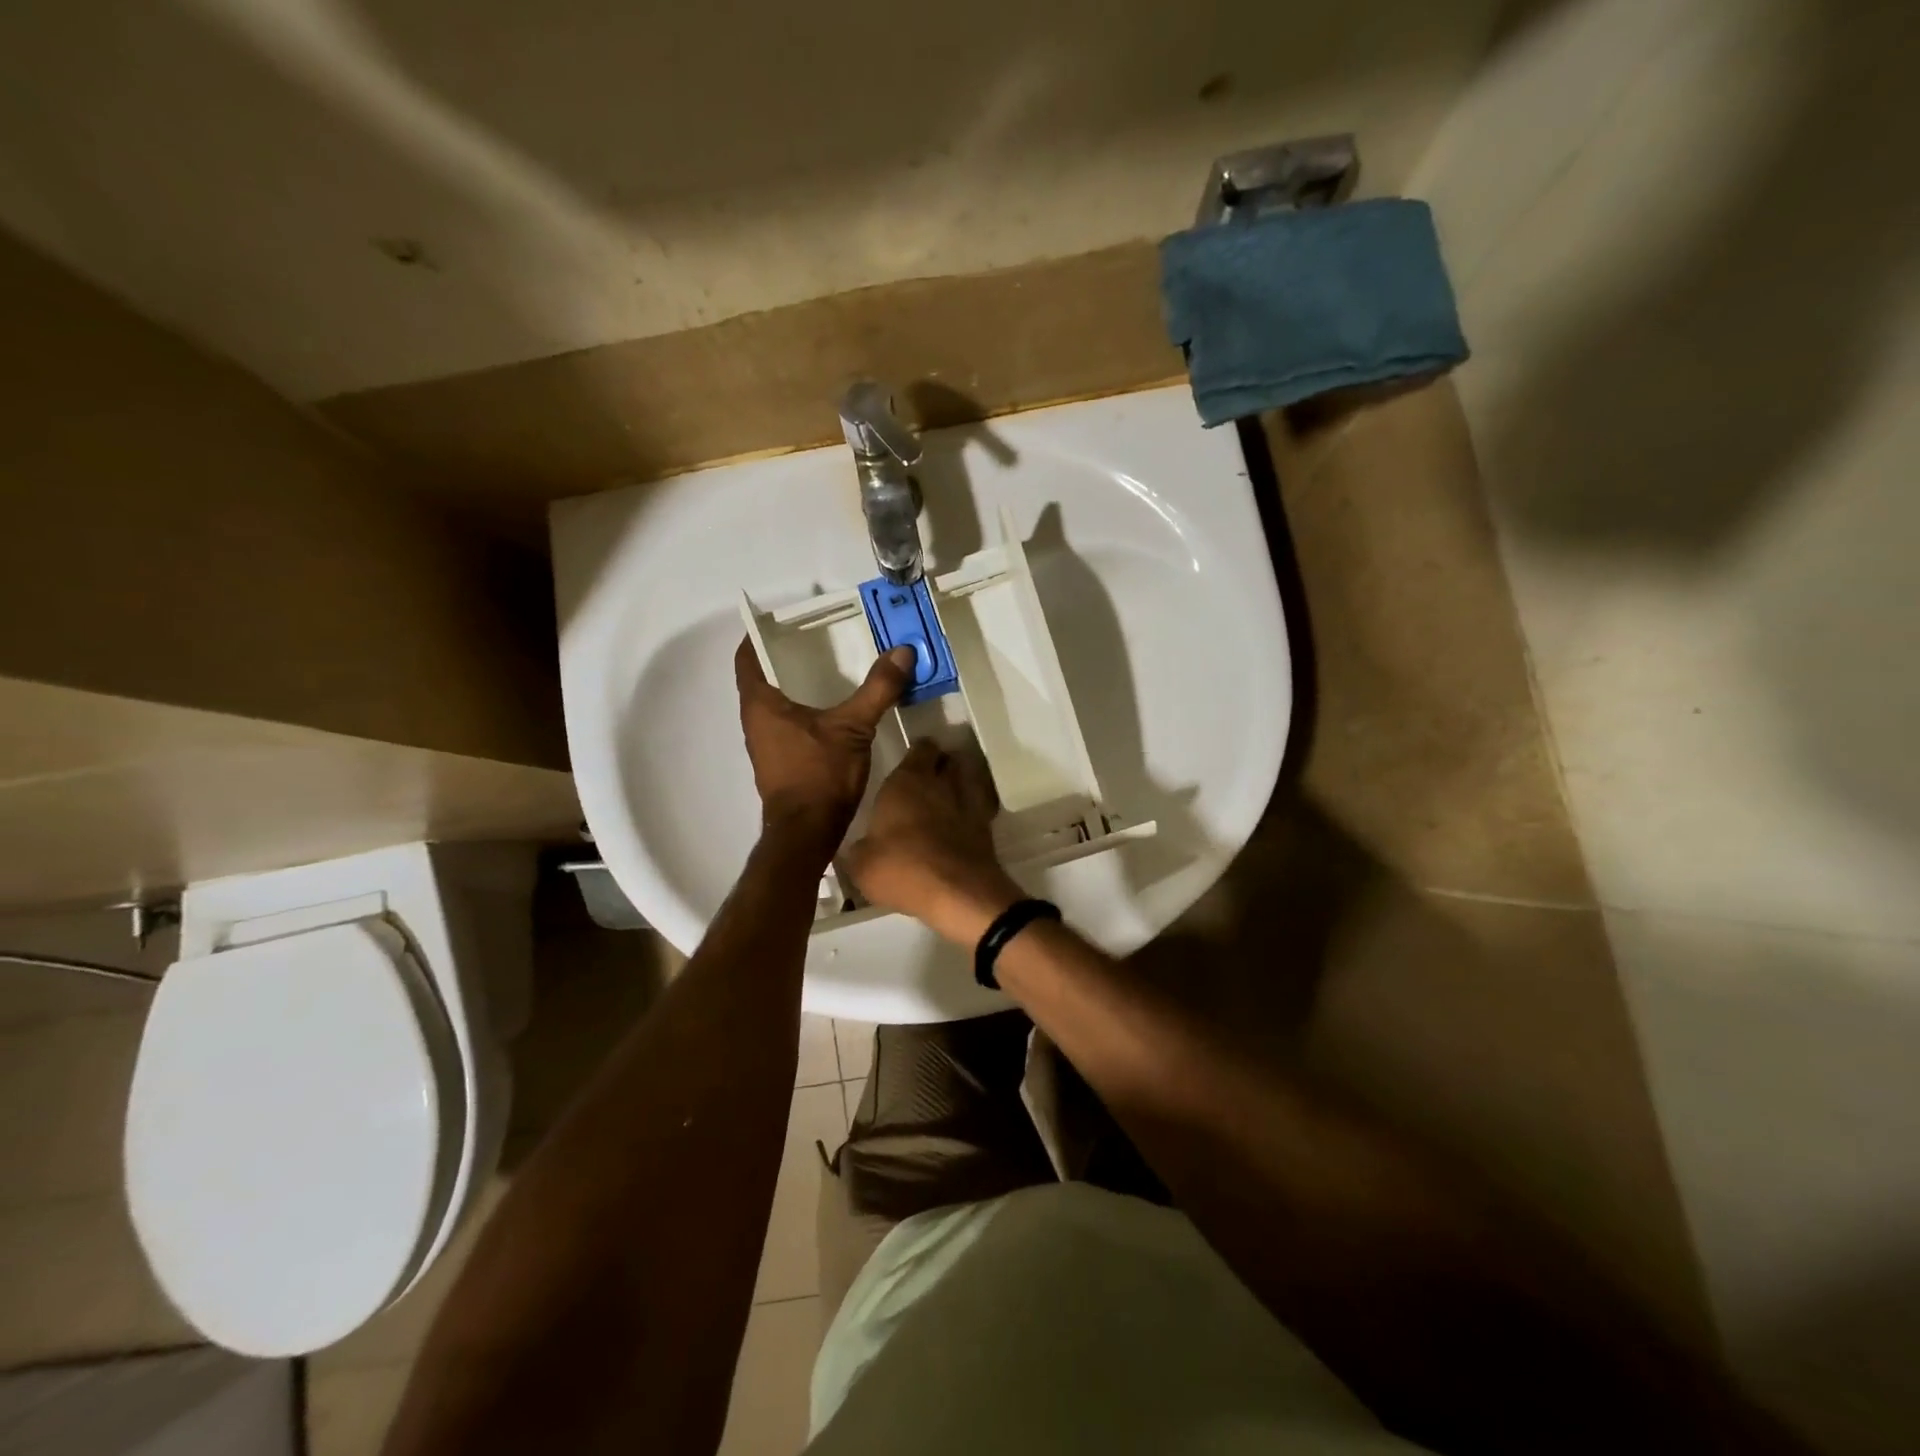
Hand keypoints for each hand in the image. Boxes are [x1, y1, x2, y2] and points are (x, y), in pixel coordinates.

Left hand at [735, 640, 914, 854]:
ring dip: (796, 688)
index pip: (746, 657)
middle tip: (819, 640)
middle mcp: (755, 722)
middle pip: (762, 679)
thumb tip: (902, 651)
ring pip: (776, 705)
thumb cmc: (820, 774)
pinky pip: (788, 726)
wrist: (807, 834)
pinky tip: (834, 713)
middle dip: (786, 659)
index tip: (782, 621)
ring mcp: (766, 745)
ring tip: (830, 671)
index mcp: (760, 704)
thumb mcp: (853, 727)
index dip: (758, 636)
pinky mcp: (781, 763)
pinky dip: (805, 712)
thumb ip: (878, 689)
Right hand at [843, 738, 1024, 945]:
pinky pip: (979, 806)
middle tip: (926, 781)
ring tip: (946, 799)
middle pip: (947, 759)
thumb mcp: (861, 865)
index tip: (909, 763)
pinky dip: (972, 810)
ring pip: (968, 778)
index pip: (920, 748)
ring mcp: (968, 801)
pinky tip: (962, 824)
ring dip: (959, 783)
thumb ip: (860, 849)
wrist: (957, 892)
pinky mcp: (987, 825)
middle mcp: (940, 782)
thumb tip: (860, 848)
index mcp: (906, 781)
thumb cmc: (902, 869)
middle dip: (940, 765)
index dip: (917, 753)